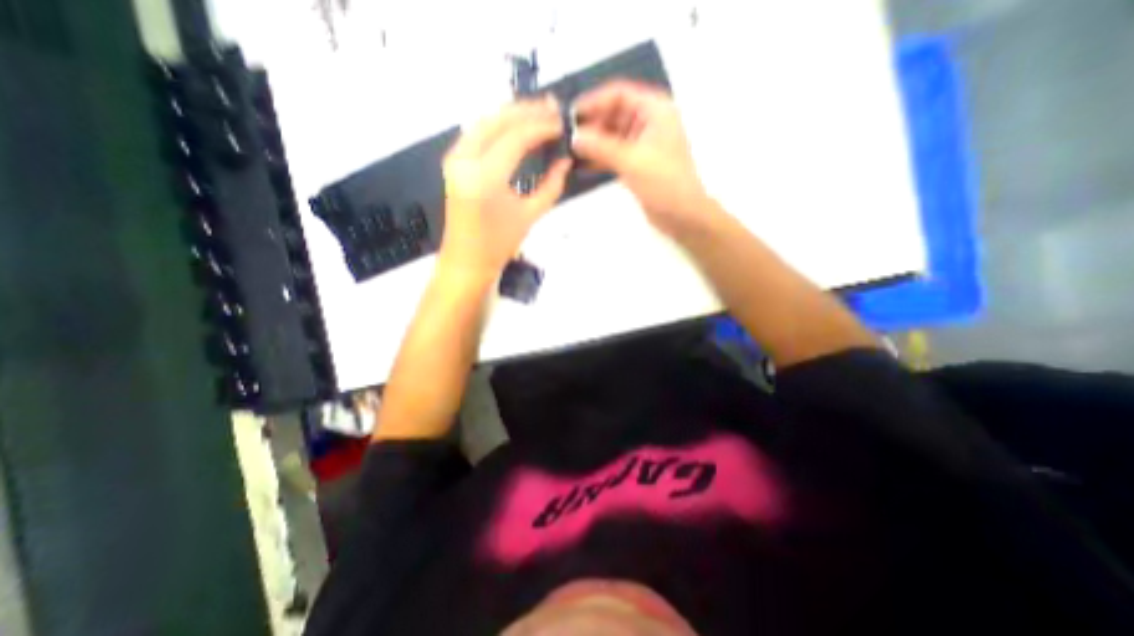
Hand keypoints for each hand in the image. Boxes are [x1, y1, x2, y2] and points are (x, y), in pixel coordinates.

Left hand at [438, 96, 572, 283]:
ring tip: (538, 113)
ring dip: (511, 114)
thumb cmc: (498, 245)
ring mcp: (455, 159)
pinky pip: (477, 133)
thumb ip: (551, 186)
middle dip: (526, 111)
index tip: (562, 124)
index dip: (541, 127)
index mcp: (485, 177)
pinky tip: (515, 126)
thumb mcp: (529, 216)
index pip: (516, 138)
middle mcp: (465, 160)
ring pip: (484, 122)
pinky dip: (498, 125)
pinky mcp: (453, 162)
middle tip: (552, 108)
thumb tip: (565, 162)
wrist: (466, 261)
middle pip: (497, 120)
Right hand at [577, 79, 704, 237]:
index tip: (571, 114)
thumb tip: (575, 137)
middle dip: (591, 124)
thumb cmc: (665, 183)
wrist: (682, 215)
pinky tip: (582, 165)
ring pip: (612, 135)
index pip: (619, 94)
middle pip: (613, 114)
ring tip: (570, 151)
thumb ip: (601, 147)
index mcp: (655, 111)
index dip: (594, 101)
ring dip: (593, 142)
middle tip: (567, 136)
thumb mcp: (632, 161)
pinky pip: (613, 153)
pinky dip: (599, 157)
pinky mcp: (636, 163)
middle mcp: (648, 123)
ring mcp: (642, 144)